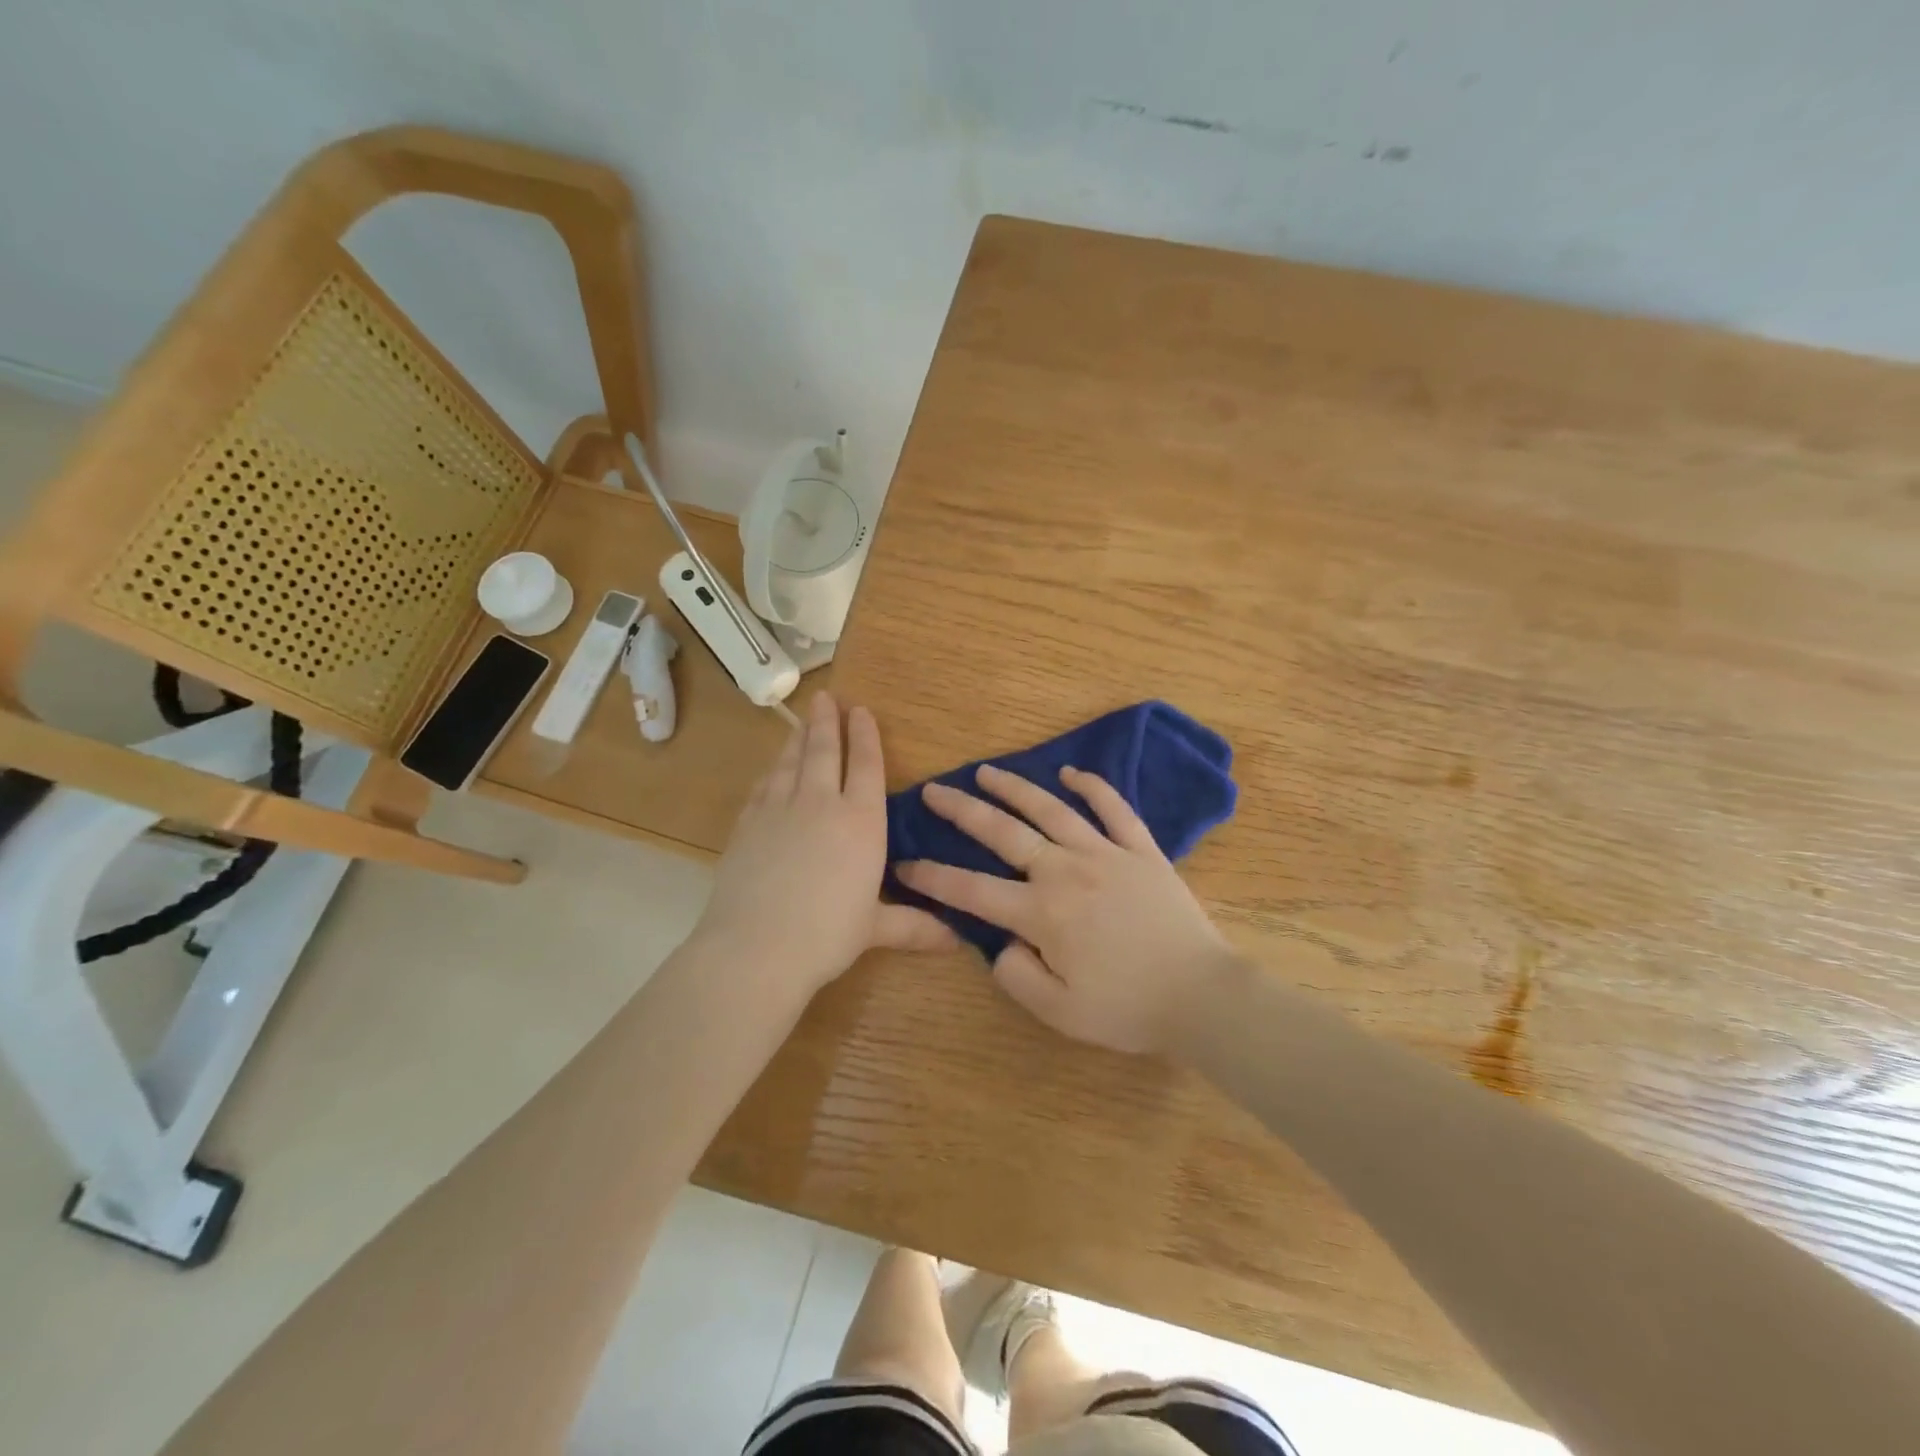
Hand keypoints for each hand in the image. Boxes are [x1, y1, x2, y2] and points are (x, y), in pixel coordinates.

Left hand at [693, 692, 954, 1004]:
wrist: (756, 947)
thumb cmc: (827, 935)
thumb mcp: (875, 929)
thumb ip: (914, 925)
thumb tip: (957, 939)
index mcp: (861, 822)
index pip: (866, 766)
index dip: (865, 736)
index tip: (861, 711)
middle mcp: (821, 804)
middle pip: (824, 751)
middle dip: (827, 721)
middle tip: (826, 697)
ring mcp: (779, 810)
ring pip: (791, 762)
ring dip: (798, 738)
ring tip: (802, 720)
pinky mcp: (747, 824)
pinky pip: (763, 786)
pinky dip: (771, 771)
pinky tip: (772, 770)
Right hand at [895, 764, 1236, 1053]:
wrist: (1201, 995)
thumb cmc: (1128, 1008)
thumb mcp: (1060, 1013)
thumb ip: (1017, 977)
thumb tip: (1001, 944)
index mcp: (1042, 913)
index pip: (972, 891)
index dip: (933, 877)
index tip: (904, 863)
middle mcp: (1066, 871)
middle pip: (1004, 833)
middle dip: (963, 810)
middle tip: (934, 789)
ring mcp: (1105, 853)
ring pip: (1051, 810)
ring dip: (1015, 788)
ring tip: (987, 771)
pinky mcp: (1141, 849)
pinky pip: (1114, 808)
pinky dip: (1093, 786)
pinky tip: (1071, 773)